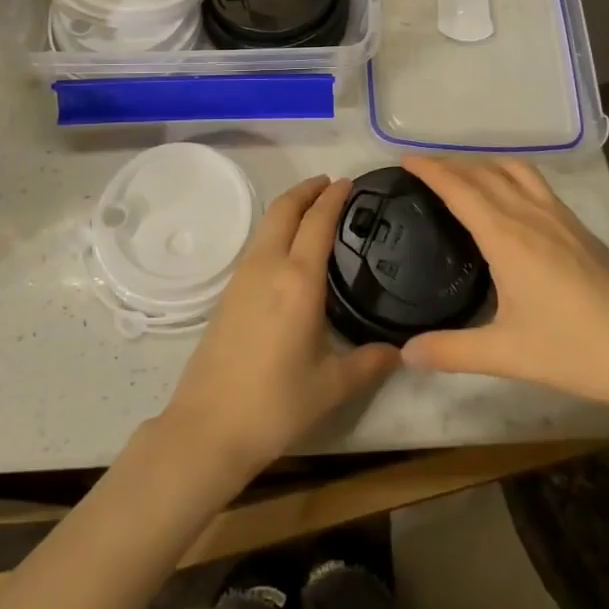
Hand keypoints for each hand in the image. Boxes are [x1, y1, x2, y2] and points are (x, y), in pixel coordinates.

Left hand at [160, 176, 398, 487]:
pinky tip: (287, 248)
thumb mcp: (331, 386)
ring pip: (266, 224)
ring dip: (289, 207)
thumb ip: (369, 363)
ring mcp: (242, 277)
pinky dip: (275, 228)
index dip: (333, 198)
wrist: (208, 426)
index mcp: (298, 280)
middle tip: (329, 184)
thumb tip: (400, 351)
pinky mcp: (227, 292)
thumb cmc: (275, 404)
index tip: (348, 182)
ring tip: (311, 209)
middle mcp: (268, 267)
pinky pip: (256, 244)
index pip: (317, 222)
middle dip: (306, 190)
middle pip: (284, 209)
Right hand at [399, 156, 608, 420]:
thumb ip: (451, 351)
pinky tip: (511, 198)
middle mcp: (532, 216)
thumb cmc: (574, 351)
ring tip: (463, 174)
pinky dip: (511, 175)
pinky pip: (537, 184)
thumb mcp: (506, 354)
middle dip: (451, 164)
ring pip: (515, 170)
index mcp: (508, 237)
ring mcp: (560, 218)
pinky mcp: (580, 229)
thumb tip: (405, 353)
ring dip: (484, 164)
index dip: (431, 170)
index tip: (405, 159)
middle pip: (485, 173)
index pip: (460, 189)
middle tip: (423, 167)